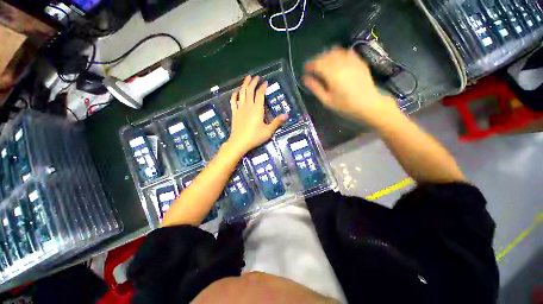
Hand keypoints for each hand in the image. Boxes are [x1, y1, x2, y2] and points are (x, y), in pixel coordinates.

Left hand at [226, 75, 286, 154]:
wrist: (239, 142)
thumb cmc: (255, 137)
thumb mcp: (268, 131)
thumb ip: (277, 122)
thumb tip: (287, 115)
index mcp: (257, 109)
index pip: (260, 94)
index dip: (263, 87)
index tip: (265, 82)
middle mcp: (248, 106)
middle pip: (250, 91)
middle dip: (253, 82)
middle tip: (256, 76)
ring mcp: (240, 109)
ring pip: (241, 93)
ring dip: (244, 85)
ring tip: (247, 78)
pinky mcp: (234, 113)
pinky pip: (233, 101)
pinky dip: (234, 95)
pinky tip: (236, 91)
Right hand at [303, 47, 399, 126]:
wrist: (368, 104)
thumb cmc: (345, 106)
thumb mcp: (326, 100)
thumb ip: (315, 88)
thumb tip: (304, 78)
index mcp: (332, 74)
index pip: (317, 64)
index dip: (309, 65)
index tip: (305, 69)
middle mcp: (341, 63)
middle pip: (325, 55)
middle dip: (316, 60)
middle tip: (312, 68)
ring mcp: (352, 60)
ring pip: (335, 51)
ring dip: (326, 56)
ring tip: (323, 64)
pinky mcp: (359, 61)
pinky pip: (345, 52)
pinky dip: (338, 54)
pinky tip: (336, 62)